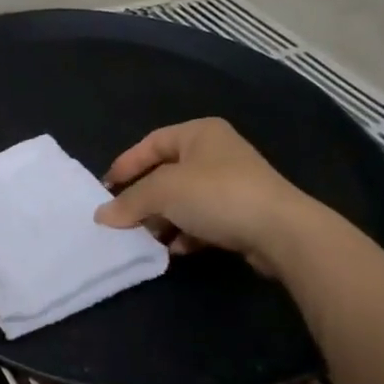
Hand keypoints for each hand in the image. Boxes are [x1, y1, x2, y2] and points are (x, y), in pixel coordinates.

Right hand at [93, 118, 323, 274]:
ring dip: (165, 219)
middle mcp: (217, 152)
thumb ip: (130, 202)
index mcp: (199, 132)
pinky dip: (188, 233)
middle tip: (125, 218)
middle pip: (168, 173)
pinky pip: (205, 220)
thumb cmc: (217, 194)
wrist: (282, 231)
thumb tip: (102, 216)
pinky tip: (177, 250)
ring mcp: (234, 183)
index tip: (107, 188)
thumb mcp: (163, 192)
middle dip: (145, 198)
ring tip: (148, 238)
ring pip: (186, 199)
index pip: (152, 142)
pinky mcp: (244, 213)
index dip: (127, 164)